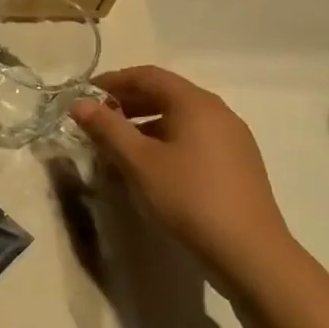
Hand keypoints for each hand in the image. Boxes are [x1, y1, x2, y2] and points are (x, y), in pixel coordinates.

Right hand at [70, 65, 297, 280]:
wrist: (249, 251)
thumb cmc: (188, 197)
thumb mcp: (138, 162)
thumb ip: (107, 128)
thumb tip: (79, 103)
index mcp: (195, 103)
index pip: (148, 75)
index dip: (113, 80)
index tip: (84, 95)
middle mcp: (218, 112)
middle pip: (166, 93)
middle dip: (127, 102)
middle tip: (96, 120)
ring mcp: (232, 137)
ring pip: (180, 117)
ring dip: (145, 122)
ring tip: (118, 144)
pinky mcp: (237, 162)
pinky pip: (194, 136)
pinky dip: (165, 139)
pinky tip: (151, 165)